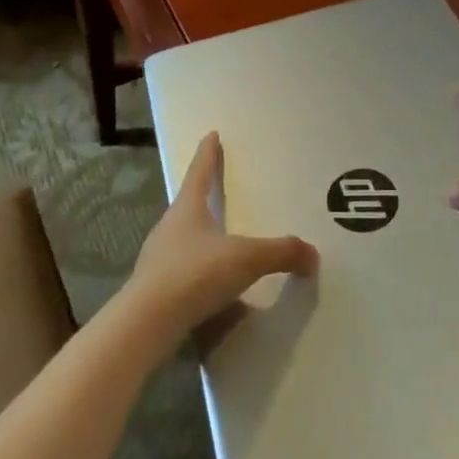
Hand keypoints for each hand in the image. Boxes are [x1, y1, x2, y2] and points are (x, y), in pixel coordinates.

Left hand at [122, 132, 317, 351]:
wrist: (145, 325)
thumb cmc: (194, 273)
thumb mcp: (246, 258)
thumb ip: (281, 252)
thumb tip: (312, 254)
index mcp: (187, 208)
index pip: (199, 172)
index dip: (207, 153)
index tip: (211, 134)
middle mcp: (169, 228)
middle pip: (189, 204)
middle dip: (204, 195)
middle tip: (220, 188)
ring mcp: (158, 259)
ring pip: (184, 239)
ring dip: (202, 237)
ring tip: (222, 240)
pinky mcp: (155, 290)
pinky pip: (183, 271)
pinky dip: (200, 272)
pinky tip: (214, 287)